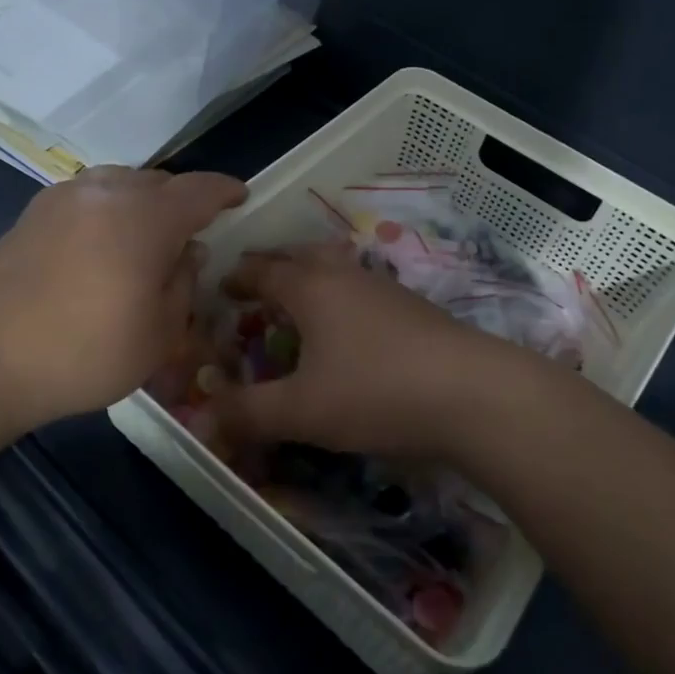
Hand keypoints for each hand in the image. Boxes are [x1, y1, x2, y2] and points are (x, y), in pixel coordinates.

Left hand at [0, 166, 245, 429]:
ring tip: (146, 237)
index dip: (225, 191)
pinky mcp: (34, 211)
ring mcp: (65, 197)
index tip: (240, 197)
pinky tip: (103, 243)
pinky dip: (109, 208)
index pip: (199, 190)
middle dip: (182, 201)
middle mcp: (107, 192)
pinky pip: (89, 195)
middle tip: (190, 234)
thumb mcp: (158, 335)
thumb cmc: (82, 353)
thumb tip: (187, 253)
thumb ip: (184, 285)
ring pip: (121, 183)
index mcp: (146, 217)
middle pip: (159, 182)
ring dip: (143, 202)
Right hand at [207, 242, 534, 460]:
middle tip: (254, 283)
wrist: (471, 393)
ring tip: (297, 300)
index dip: (238, 277)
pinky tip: (346, 325)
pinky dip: (338, 294)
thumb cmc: (375, 392)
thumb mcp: (302, 410)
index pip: (263, 271)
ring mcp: (382, 286)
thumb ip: (248, 412)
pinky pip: (359, 286)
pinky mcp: (411, 305)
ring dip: (308, 275)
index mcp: (310, 288)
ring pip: (334, 267)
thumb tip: (202, 418)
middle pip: (300, 255)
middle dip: (273, 265)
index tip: (221, 284)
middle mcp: (344, 275)